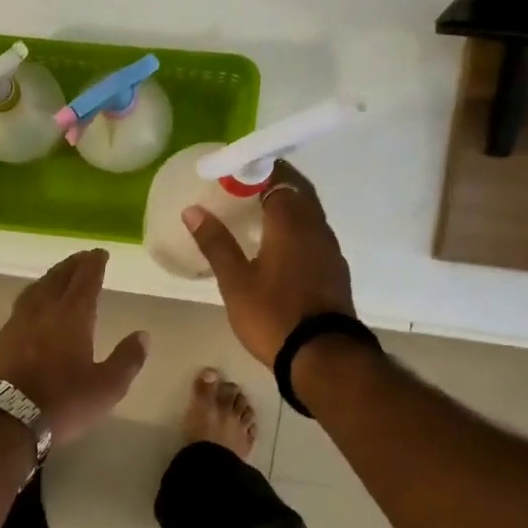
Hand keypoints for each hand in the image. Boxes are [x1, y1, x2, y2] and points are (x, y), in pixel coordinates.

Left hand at [0, 249, 148, 444]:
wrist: (5, 419)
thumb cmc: (62, 402)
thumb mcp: (107, 387)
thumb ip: (127, 359)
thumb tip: (142, 335)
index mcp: (72, 317)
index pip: (84, 281)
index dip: (93, 264)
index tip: (100, 253)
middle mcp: (42, 312)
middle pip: (57, 279)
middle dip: (71, 266)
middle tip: (81, 257)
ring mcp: (16, 324)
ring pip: (34, 291)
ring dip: (49, 279)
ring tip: (57, 277)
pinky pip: (19, 308)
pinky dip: (31, 299)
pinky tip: (31, 308)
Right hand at [185, 162, 354, 364]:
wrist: (322, 356)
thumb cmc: (273, 315)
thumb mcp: (235, 281)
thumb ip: (215, 243)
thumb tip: (192, 209)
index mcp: (291, 223)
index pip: (278, 178)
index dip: (257, 170)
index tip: (234, 171)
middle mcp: (316, 228)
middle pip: (299, 191)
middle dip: (274, 182)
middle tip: (244, 186)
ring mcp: (330, 250)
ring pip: (309, 213)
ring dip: (287, 205)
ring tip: (257, 212)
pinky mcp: (335, 270)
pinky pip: (314, 234)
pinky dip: (296, 228)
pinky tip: (278, 244)